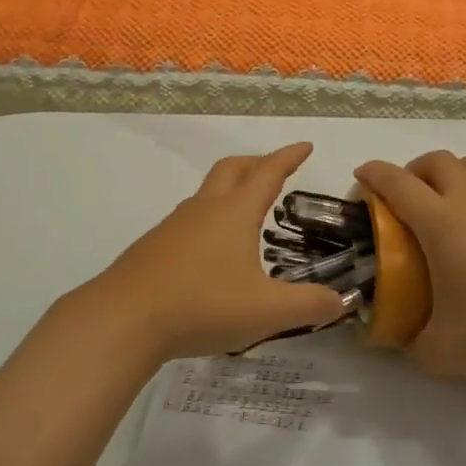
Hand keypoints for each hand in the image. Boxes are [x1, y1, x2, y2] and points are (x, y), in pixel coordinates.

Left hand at [73, 143, 351, 362]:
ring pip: (207, 193)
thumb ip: (308, 305)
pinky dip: (209, 219)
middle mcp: (204, 209)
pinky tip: (211, 252)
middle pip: (232, 169)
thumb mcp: (267, 311)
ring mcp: (174, 226)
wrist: (124, 318)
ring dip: (230, 191)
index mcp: (234, 212)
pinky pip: (189, 219)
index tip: (304, 146)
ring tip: (246, 214)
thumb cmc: (202, 305)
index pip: (268, 173)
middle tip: (275, 172)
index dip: (289, 157)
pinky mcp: (154, 247)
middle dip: (257, 164)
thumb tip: (340, 302)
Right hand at [354, 151, 465, 384]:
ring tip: (457, 200)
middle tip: (410, 198)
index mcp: (440, 223)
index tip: (362, 178)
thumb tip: (392, 343)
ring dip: (459, 173)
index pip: (396, 183)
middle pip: (437, 161)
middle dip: (415, 171)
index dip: (373, 175)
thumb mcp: (444, 353)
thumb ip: (412, 346)